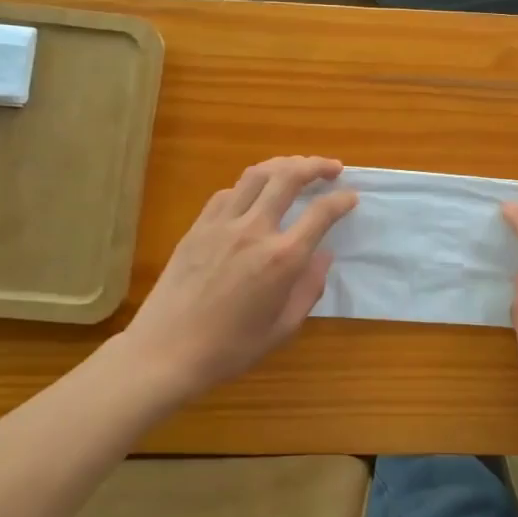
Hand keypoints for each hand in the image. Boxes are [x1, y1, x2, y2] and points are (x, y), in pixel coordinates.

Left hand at [110, 156, 356, 409]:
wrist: (165, 352)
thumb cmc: (230, 348)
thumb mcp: (283, 328)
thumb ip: (309, 288)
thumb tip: (324, 256)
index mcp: (282, 258)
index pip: (321, 213)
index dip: (341, 200)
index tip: (351, 196)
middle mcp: (255, 230)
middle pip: (289, 177)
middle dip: (316, 165)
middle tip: (332, 167)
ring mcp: (222, 224)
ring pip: (257, 174)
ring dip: (283, 164)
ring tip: (297, 167)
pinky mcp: (198, 227)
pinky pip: (228, 192)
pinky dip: (250, 185)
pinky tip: (255, 194)